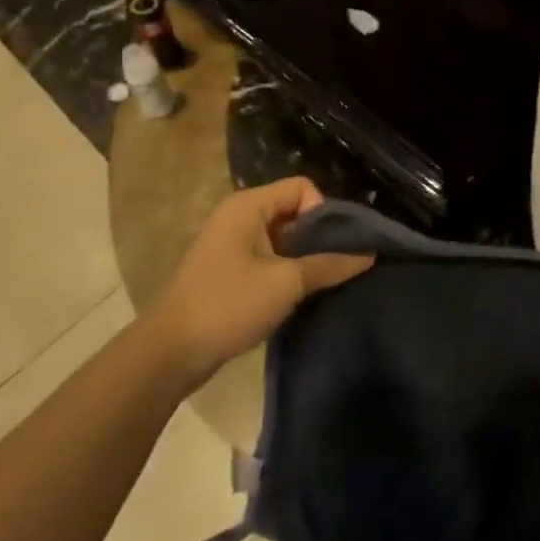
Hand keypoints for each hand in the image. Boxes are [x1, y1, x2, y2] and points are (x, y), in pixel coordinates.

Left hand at [145, 178, 373, 391]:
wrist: (170, 352)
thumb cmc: (229, 305)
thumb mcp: (286, 283)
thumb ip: (330, 265)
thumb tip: (369, 253)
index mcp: (248, 205)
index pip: (302, 188)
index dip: (324, 212)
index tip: (333, 247)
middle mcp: (238, 215)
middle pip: (293, 210)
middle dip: (318, 236)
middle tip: (338, 266)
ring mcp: (230, 243)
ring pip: (282, 237)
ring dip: (304, 256)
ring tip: (322, 283)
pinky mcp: (227, 270)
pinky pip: (267, 257)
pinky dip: (286, 270)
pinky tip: (299, 295)